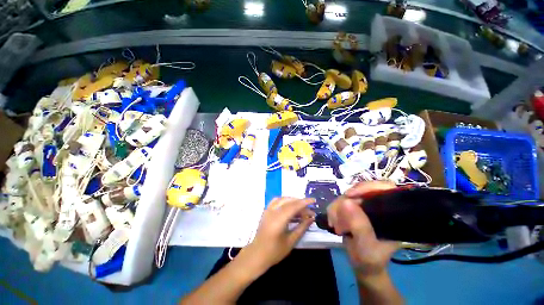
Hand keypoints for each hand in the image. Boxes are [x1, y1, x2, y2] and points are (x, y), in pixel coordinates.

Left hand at [243, 197, 315, 268]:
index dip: (304, 202)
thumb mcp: (291, 241)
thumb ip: (302, 228)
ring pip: (282, 199)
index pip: (293, 206)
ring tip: (301, 207)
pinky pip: (276, 201)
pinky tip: (290, 206)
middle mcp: (272, 212)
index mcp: (278, 220)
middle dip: (300, 203)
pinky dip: (285, 201)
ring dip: (293, 201)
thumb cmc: (274, 252)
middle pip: (288, 201)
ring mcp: (268, 210)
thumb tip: (311, 218)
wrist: (257, 255)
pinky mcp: (266, 211)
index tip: (313, 200)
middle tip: (309, 210)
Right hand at [328, 181, 399, 279]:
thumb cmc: (371, 259)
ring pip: (346, 196)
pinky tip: (333, 223)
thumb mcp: (367, 246)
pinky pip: (338, 202)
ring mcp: (364, 206)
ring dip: (336, 209)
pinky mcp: (352, 209)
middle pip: (359, 190)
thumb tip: (346, 201)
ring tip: (336, 226)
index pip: (384, 187)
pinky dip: (333, 211)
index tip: (349, 195)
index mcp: (392, 212)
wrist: (363, 266)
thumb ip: (359, 226)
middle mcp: (378, 205)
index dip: (367, 187)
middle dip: (344, 203)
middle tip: (338, 219)